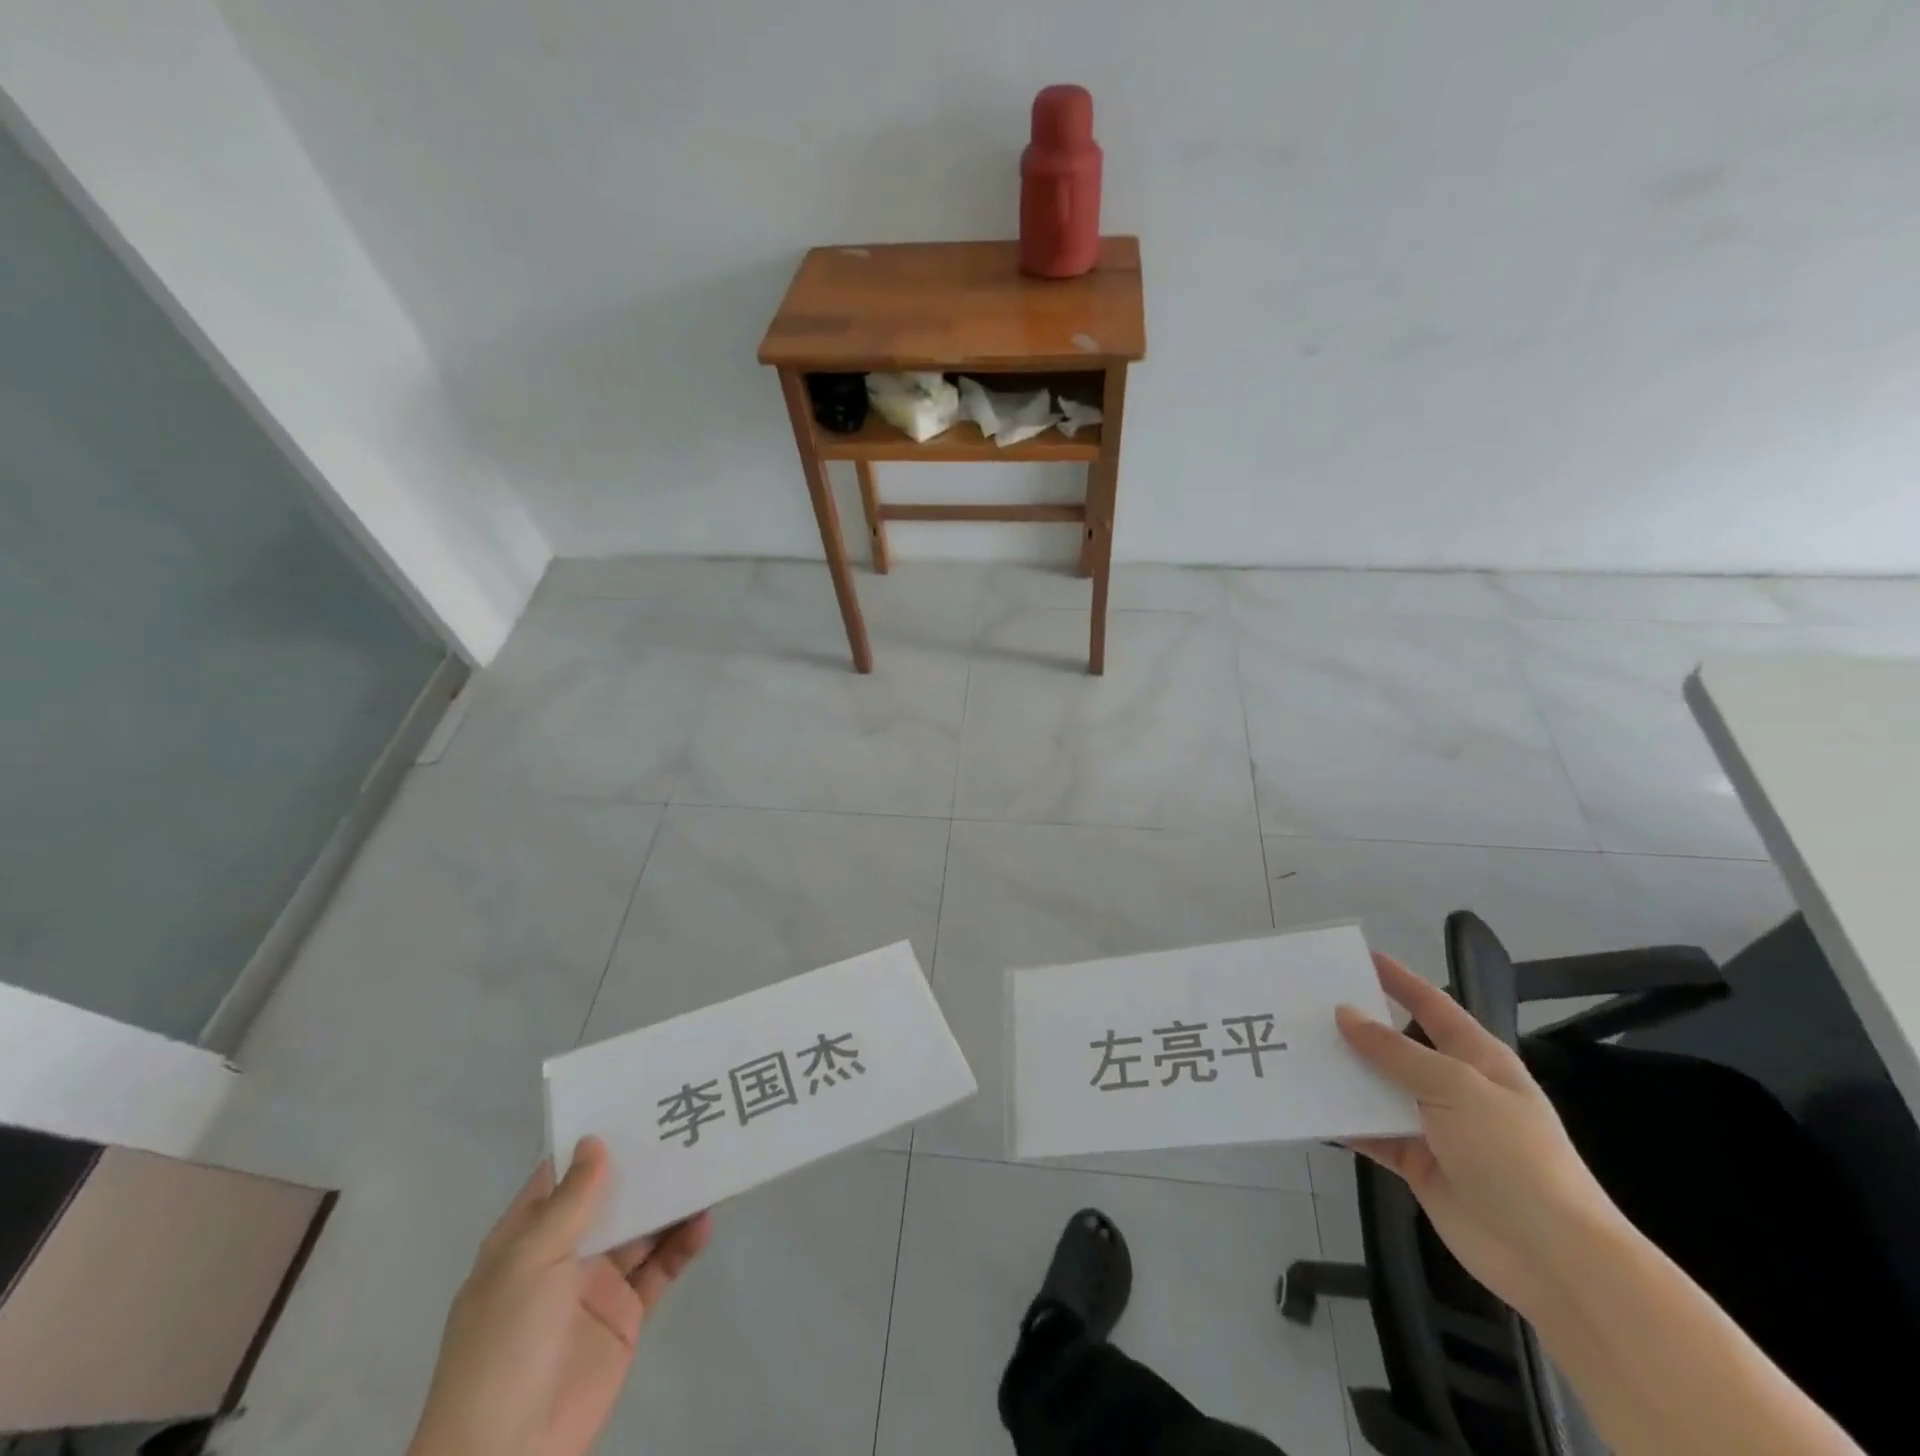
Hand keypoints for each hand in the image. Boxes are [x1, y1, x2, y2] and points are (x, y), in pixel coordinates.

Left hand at [408, 1136, 711, 1455]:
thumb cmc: (504, 1345)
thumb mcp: (529, 1262)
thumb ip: (571, 1201)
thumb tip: (595, 1140)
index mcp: (528, 1237)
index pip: (563, 1174)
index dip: (595, 1139)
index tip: (636, 1101)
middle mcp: (564, 1253)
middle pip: (611, 1196)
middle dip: (644, 1165)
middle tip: (686, 1123)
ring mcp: (597, 1284)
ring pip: (642, 1227)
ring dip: (670, 1200)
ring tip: (708, 1163)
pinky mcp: (625, 1314)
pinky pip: (660, 1267)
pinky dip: (683, 1244)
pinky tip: (704, 1220)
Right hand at [1335, 954, 1627, 1319]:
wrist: (1550, 1257)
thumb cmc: (1514, 1155)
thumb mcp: (1455, 1088)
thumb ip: (1395, 1052)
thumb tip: (1345, 1014)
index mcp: (1477, 1059)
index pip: (1433, 1006)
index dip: (1400, 981)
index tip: (1360, 958)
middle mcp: (1453, 1087)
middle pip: (1396, 1046)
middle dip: (1356, 1027)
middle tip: (1306, 1006)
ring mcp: (1433, 1127)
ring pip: (1377, 1088)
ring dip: (1343, 1073)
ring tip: (1295, 1049)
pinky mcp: (1415, 1162)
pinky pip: (1370, 1132)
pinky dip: (1343, 1120)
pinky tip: (1308, 1104)